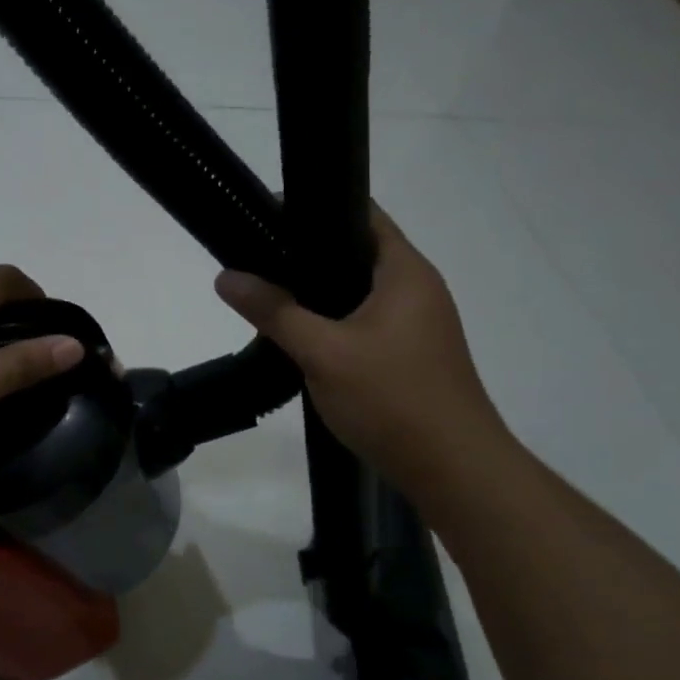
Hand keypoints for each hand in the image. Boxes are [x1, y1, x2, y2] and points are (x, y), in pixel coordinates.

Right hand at [214, 208, 508, 492]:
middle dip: (307, 253)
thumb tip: (226, 276)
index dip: (316, 208)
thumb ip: (274, 311)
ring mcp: (417, 325)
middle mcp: (417, 289)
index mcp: (406, 272)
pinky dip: (333, 321)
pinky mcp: (410, 355)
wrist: (454, 471)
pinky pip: (365, 323)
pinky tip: (300, 336)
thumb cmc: (393, 399)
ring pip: (359, 292)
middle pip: (357, 253)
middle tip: (257, 256)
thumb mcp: (324, 352)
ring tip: (269, 292)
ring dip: (319, 293)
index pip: (362, 215)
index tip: (267, 214)